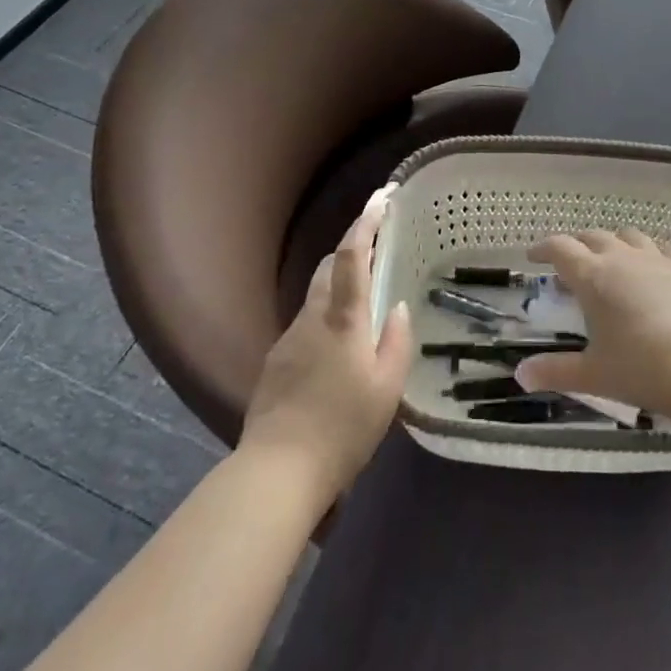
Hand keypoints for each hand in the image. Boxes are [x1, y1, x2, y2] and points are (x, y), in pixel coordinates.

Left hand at [240, 202, 413, 500]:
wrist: (276, 473)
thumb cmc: (342, 429)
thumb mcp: (386, 390)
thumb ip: (396, 342)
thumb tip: (395, 308)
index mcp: (343, 318)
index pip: (353, 255)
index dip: (366, 221)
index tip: (381, 197)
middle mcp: (312, 317)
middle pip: (329, 267)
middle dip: (352, 251)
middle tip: (378, 256)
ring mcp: (288, 338)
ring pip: (316, 297)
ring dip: (338, 290)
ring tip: (361, 313)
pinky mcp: (275, 362)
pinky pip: (305, 325)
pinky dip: (324, 322)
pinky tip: (335, 356)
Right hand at [513, 229, 670, 422]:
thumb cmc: (643, 369)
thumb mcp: (594, 375)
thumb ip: (556, 371)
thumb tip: (520, 375)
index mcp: (593, 277)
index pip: (561, 249)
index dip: (544, 249)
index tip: (533, 257)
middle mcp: (622, 258)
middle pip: (592, 237)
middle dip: (576, 245)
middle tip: (568, 262)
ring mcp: (656, 260)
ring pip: (627, 235)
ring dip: (612, 242)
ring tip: (608, 259)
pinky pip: (661, 247)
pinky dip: (648, 250)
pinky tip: (651, 264)